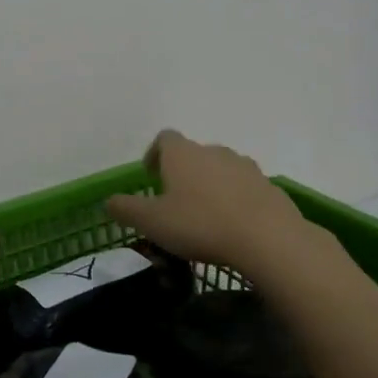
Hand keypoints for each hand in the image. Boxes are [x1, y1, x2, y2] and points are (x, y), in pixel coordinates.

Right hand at [105, 130, 318, 277]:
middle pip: (194, 153)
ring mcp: (245, 166)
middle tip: (176, 201)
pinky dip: (236, 200)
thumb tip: (108, 201)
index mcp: (182, 153)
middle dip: (183, 173)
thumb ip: (126, 209)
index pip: (164, 138)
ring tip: (206, 215)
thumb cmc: (200, 224)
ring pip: (221, 169)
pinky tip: (234, 226)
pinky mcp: (269, 186)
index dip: (155, 154)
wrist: (268, 239)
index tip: (151, 176)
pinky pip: (245, 188)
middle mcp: (213, 150)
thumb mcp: (152, 222)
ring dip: (211, 185)